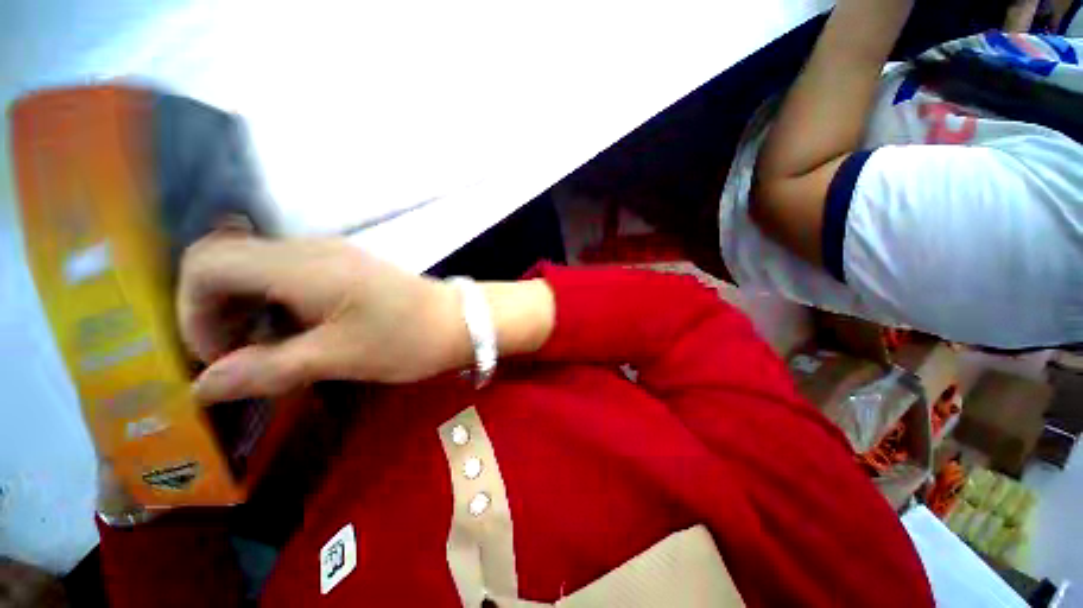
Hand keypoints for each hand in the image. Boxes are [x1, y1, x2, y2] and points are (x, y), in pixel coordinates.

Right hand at [178, 235, 467, 401]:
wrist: (459, 321)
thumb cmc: (407, 339)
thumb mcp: (338, 358)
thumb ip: (266, 369)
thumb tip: (202, 386)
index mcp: (303, 266)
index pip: (207, 262)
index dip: (193, 310)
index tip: (219, 355)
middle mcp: (311, 249)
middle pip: (227, 262)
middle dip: (215, 311)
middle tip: (239, 358)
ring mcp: (331, 254)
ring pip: (257, 269)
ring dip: (245, 309)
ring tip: (265, 352)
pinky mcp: (347, 267)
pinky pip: (289, 276)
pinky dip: (274, 304)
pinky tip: (293, 333)